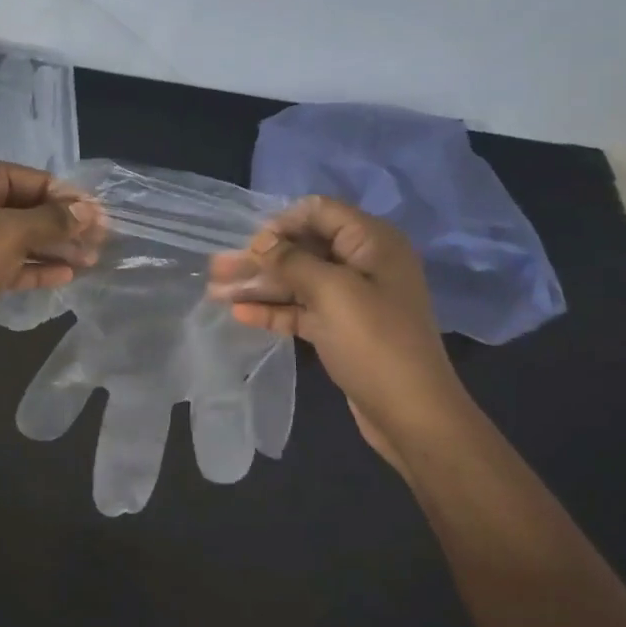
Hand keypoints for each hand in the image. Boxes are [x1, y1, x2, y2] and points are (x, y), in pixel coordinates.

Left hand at [0, 158, 96, 363]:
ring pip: (19, 237)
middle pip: (28, 208)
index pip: (35, 179)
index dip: (71, 198)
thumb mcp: (9, 234)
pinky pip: (6, 261)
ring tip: (92, 261)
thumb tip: (88, 212)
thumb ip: (52, 221)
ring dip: (54, 248)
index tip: (103, 218)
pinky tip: (65, 275)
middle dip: (65, 225)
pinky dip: (33, 266)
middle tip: (103, 243)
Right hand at [207, 196, 472, 472]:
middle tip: (216, 268)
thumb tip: (262, 241)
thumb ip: (292, 261)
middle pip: (302, 248)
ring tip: (214, 292)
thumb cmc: (375, 342)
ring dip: (258, 285)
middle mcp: (362, 263)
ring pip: (297, 281)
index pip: (319, 212)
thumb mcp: (332, 292)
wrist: (411, 413)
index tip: (250, 246)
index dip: (282, 223)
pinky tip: (240, 315)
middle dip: (259, 257)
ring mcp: (351, 298)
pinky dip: (272, 310)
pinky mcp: (340, 328)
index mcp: (371, 243)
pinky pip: (301, 310)